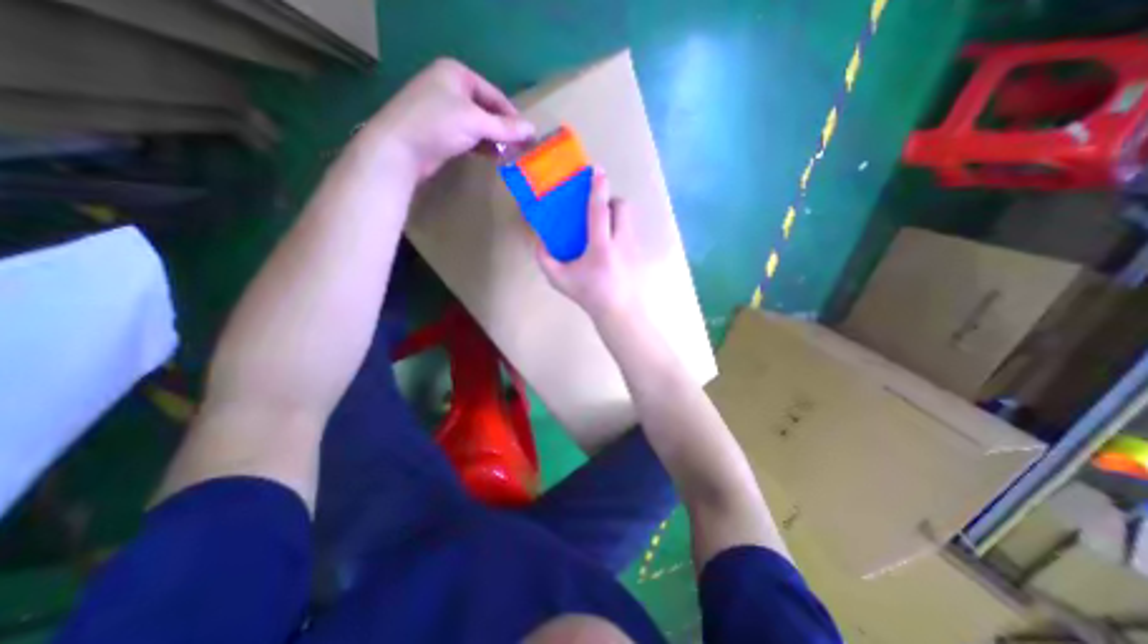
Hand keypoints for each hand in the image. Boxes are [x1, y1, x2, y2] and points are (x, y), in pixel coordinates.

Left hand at [361, 58, 534, 178]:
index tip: (529, 136)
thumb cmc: (438, 125)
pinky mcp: (441, 132)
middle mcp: (450, 88)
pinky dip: (483, 146)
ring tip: (511, 155)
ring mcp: (444, 111)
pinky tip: (494, 157)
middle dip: (504, 130)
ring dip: (495, 140)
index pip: (494, 95)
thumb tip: (533, 130)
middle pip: (487, 110)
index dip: (513, 116)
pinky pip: (469, 136)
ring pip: (479, 125)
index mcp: (457, 74)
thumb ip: (505, 127)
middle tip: (521, 148)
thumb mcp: (475, 122)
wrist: (399, 149)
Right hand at [536, 167, 640, 322]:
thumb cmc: (589, 295)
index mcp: (600, 247)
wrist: (620, 312)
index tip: (597, 171)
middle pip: (622, 206)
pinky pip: (630, 231)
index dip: (598, 189)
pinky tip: (611, 248)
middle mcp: (621, 242)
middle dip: (610, 201)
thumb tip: (538, 240)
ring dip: (616, 216)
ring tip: (603, 230)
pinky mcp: (640, 253)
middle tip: (597, 211)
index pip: (600, 211)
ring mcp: (633, 247)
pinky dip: (620, 231)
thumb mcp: (560, 280)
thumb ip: (545, 259)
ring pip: (628, 218)